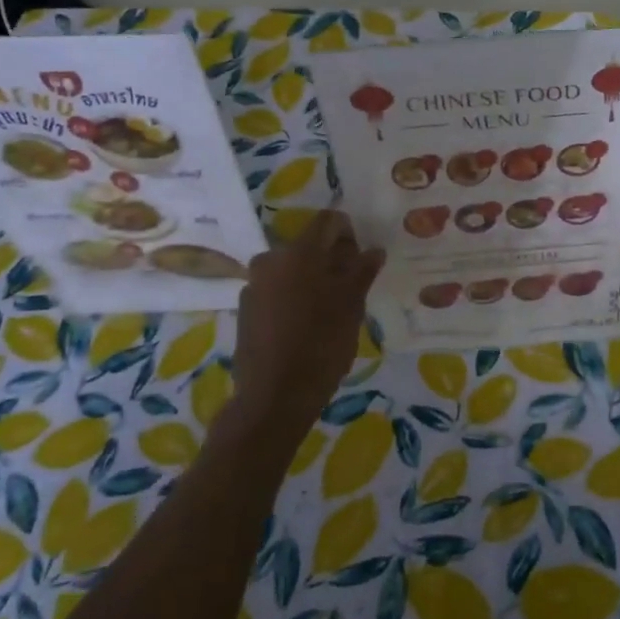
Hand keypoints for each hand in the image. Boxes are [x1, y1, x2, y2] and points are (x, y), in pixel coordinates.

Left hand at [230, 211, 382, 447]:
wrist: (274, 397)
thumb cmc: (320, 344)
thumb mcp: (351, 306)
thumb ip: (362, 272)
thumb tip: (373, 250)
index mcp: (298, 252)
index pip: (327, 222)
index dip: (349, 233)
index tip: (361, 259)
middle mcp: (270, 260)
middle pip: (308, 246)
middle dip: (332, 260)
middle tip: (351, 288)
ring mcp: (253, 286)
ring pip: (292, 270)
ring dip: (313, 280)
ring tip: (331, 310)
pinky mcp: (246, 310)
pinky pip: (276, 291)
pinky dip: (294, 297)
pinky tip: (307, 326)